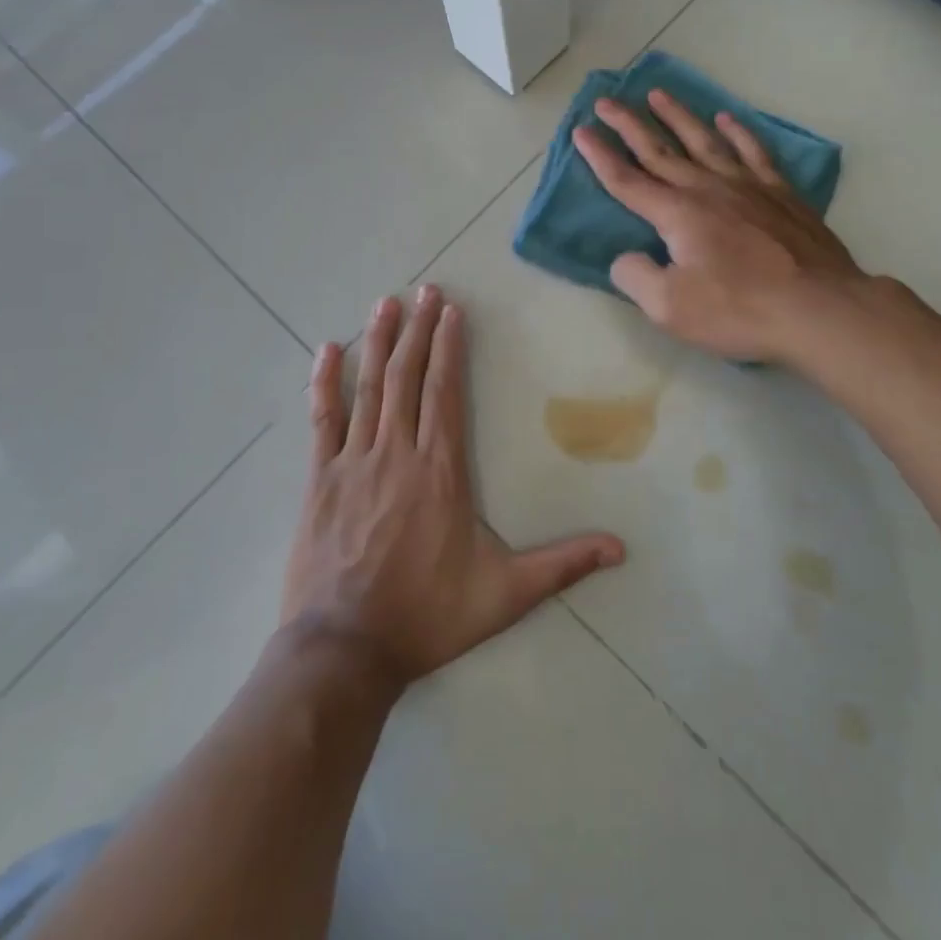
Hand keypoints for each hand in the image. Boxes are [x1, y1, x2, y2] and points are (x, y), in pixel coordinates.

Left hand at [281, 287, 625, 685]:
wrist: (344, 650)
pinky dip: (324, 382)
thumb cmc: (427, 616)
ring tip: (385, 303)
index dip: (449, 347)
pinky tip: (325, 351)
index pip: (445, 391)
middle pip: (408, 377)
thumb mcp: (504, 594)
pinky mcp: (320, 479)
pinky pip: (323, 420)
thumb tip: (620, 549)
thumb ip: (561, 566)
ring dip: (378, 342)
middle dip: (418, 330)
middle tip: (424, 289)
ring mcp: (354, 462)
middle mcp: (397, 452)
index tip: (451, 311)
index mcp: (440, 469)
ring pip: (368, 388)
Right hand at [573, 90, 866, 362]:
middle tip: (606, 100)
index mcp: (677, 214)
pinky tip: (726, 119)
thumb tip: (625, 258)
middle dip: (628, 124)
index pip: (627, 180)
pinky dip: (738, 132)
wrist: (819, 308)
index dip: (600, 156)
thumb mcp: (670, 307)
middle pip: (660, 150)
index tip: (581, 131)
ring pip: (704, 141)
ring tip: (658, 93)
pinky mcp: (780, 194)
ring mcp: (747, 187)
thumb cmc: (739, 310)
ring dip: (678, 116)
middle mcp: (707, 189)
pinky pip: (754, 152)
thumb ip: (636, 277)